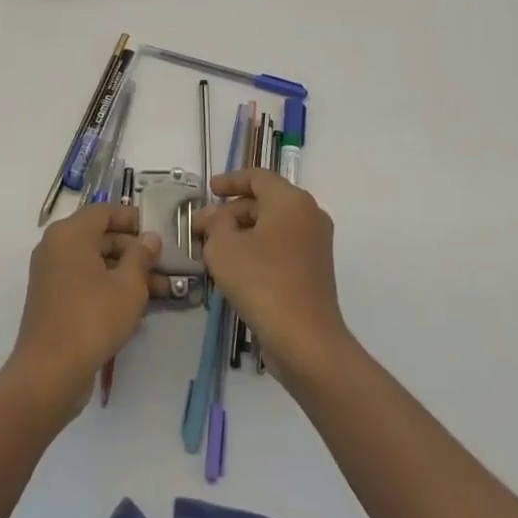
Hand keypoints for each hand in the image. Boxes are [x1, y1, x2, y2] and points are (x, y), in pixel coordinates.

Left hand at [7, 200, 160, 413]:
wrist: (50, 372)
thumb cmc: (92, 318)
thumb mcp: (128, 285)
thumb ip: (142, 256)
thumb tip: (150, 237)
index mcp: (70, 233)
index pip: (104, 211)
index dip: (132, 218)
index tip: (157, 231)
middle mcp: (57, 247)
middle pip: (101, 237)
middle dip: (135, 251)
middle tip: (165, 264)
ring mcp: (52, 275)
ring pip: (96, 264)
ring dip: (127, 273)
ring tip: (163, 290)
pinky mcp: (54, 301)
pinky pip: (86, 283)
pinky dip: (110, 288)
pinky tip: (138, 308)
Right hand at [197, 169, 353, 386]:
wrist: (305, 340)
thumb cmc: (262, 283)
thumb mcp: (224, 248)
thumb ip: (215, 223)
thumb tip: (214, 215)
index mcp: (291, 201)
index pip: (258, 177)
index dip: (230, 181)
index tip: (209, 190)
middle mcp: (309, 215)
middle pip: (265, 201)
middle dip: (231, 212)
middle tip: (203, 228)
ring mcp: (315, 244)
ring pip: (273, 225)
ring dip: (243, 232)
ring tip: (214, 249)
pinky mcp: (315, 269)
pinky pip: (282, 246)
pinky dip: (259, 248)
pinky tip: (236, 268)